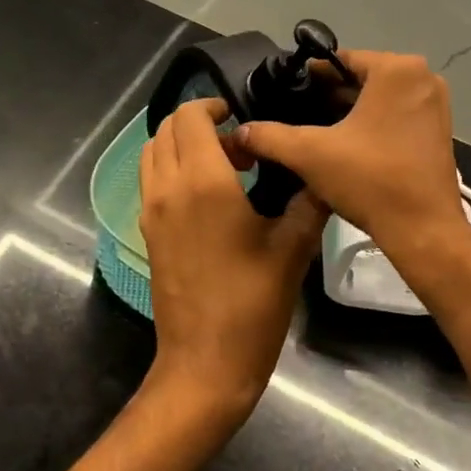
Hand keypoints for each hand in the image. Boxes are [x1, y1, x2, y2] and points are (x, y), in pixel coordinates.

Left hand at [138, 98, 325, 431]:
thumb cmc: (251, 305)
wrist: (204, 364)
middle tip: (240, 146)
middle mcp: (167, 188)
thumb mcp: (292, 249)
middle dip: (200, 124)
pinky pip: (151, 181)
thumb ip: (309, 201)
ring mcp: (151, 211)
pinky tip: (209, 198)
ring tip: (224, 168)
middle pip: (167, 130)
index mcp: (202, 182)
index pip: (190, 117)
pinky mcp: (147, 232)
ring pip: (154, 154)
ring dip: (182, 146)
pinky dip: (172, 170)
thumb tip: (322, 172)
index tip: (242, 119)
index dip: (212, 106)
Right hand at [236, 51, 470, 260]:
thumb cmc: (370, 180)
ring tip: (313, 130)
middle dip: (328, 94)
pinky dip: (371, 123)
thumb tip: (239, 131)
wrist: (423, 231)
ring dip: (348, 110)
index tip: (283, 91)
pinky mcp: (439, 131)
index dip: (308, 76)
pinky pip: (396, 114)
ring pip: (378, 97)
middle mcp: (423, 79)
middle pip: (361, 77)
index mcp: (397, 70)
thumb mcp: (310, 154)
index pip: (341, 60)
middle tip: (294, 112)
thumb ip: (270, 136)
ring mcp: (435, 105)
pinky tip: (344, 145)